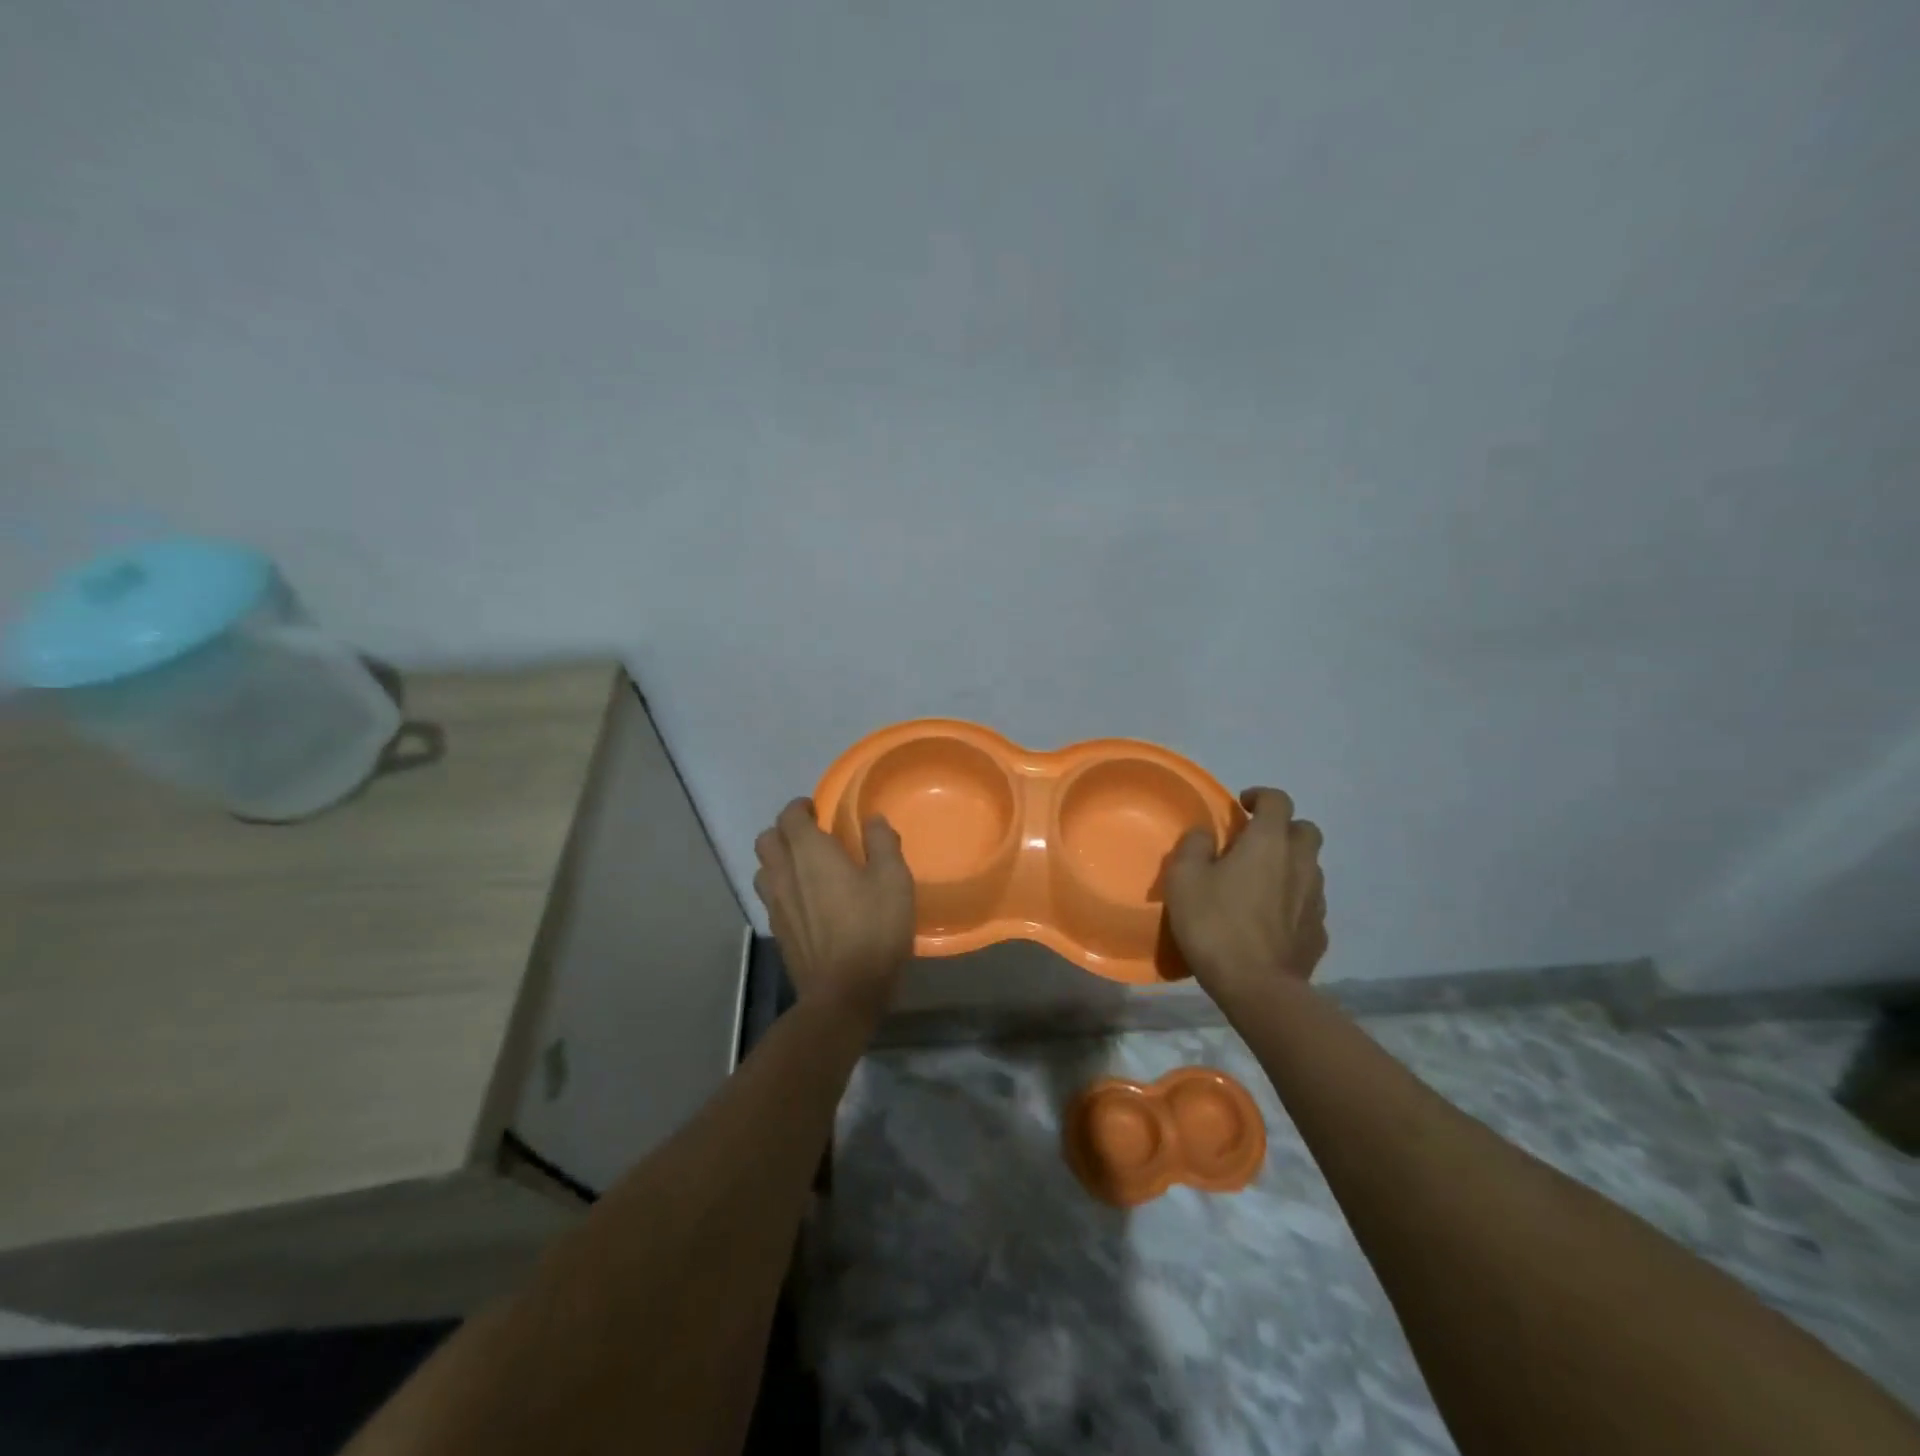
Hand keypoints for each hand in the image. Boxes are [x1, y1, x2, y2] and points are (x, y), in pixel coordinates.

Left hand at [753, 798, 914, 1022]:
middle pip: (767, 839)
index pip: (789, 816)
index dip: (800, 807)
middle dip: (785, 831)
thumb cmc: (872, 929)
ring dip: (778, 860)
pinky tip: (806, 901)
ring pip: (763, 869)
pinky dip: (782, 888)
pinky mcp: (777, 931)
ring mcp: (775, 905)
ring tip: (805, 867)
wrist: (844, 992)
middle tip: (811, 835)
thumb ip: (882, 842)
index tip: (818, 810)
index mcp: (810, 853)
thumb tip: (873, 819)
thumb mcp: (893, 880)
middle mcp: (784, 873)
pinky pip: (770, 897)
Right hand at [1165, 787, 1326, 1000]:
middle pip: (1306, 830)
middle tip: (1256, 843)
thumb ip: (1194, 846)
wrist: (1257, 987)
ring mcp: (1315, 899)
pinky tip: (1272, 919)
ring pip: (1311, 867)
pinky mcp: (1319, 932)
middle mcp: (1300, 863)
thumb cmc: (1215, 924)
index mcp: (1268, 843)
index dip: (1261, 796)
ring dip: (1290, 865)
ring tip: (1261, 883)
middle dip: (1284, 828)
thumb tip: (1206, 834)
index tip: (1242, 806)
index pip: (1278, 800)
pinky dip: (1294, 901)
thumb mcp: (1183, 878)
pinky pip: (1309, 903)